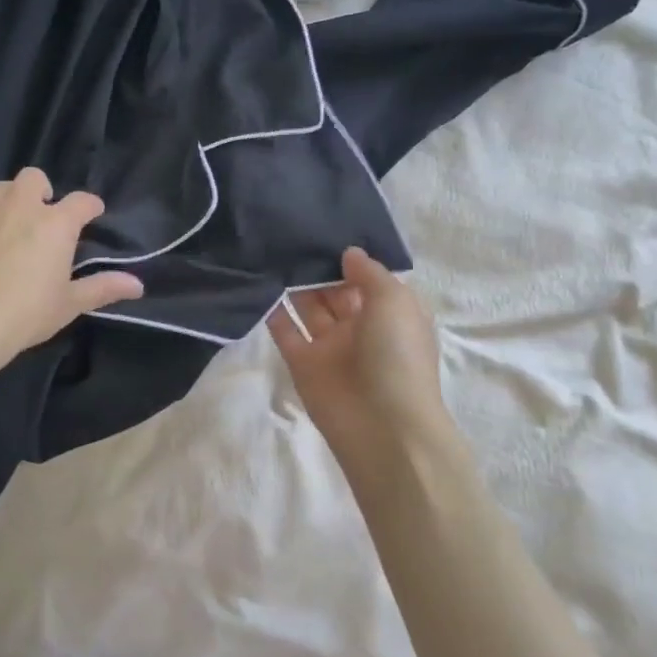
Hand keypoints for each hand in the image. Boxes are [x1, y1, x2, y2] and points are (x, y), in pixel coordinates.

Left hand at [0, 168, 142, 370]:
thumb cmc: (25, 314)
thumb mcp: (69, 304)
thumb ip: (103, 288)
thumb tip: (138, 284)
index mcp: (55, 224)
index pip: (82, 202)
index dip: (90, 206)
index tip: (92, 214)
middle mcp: (19, 206)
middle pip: (34, 178)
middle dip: (40, 191)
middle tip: (40, 215)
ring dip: (3, 199)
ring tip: (3, 219)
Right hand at [268, 248, 450, 476]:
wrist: (382, 426)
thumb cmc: (397, 356)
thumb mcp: (394, 302)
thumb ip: (368, 273)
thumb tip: (349, 253)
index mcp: (390, 313)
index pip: (368, 279)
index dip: (350, 258)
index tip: (325, 230)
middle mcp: (361, 328)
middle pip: (335, 291)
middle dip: (318, 267)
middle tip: (291, 234)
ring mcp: (331, 347)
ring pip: (309, 308)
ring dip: (294, 285)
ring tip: (272, 252)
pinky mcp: (303, 365)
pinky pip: (285, 333)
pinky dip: (273, 312)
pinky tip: (259, 285)